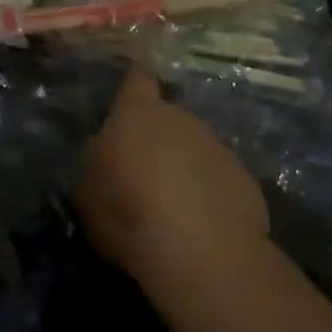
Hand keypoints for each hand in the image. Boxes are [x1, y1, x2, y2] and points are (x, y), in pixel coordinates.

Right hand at [75, 69, 269, 290]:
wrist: (201, 253)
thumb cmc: (128, 211)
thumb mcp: (86, 186)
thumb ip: (96, 156)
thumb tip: (105, 146)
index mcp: (138, 112)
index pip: (137, 79)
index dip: (133, 86)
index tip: (129, 95)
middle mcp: (181, 118)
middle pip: (168, 118)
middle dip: (158, 140)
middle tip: (144, 176)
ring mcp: (218, 147)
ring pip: (195, 150)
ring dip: (185, 169)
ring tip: (173, 209)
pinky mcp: (246, 180)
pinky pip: (219, 181)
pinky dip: (210, 196)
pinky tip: (201, 228)